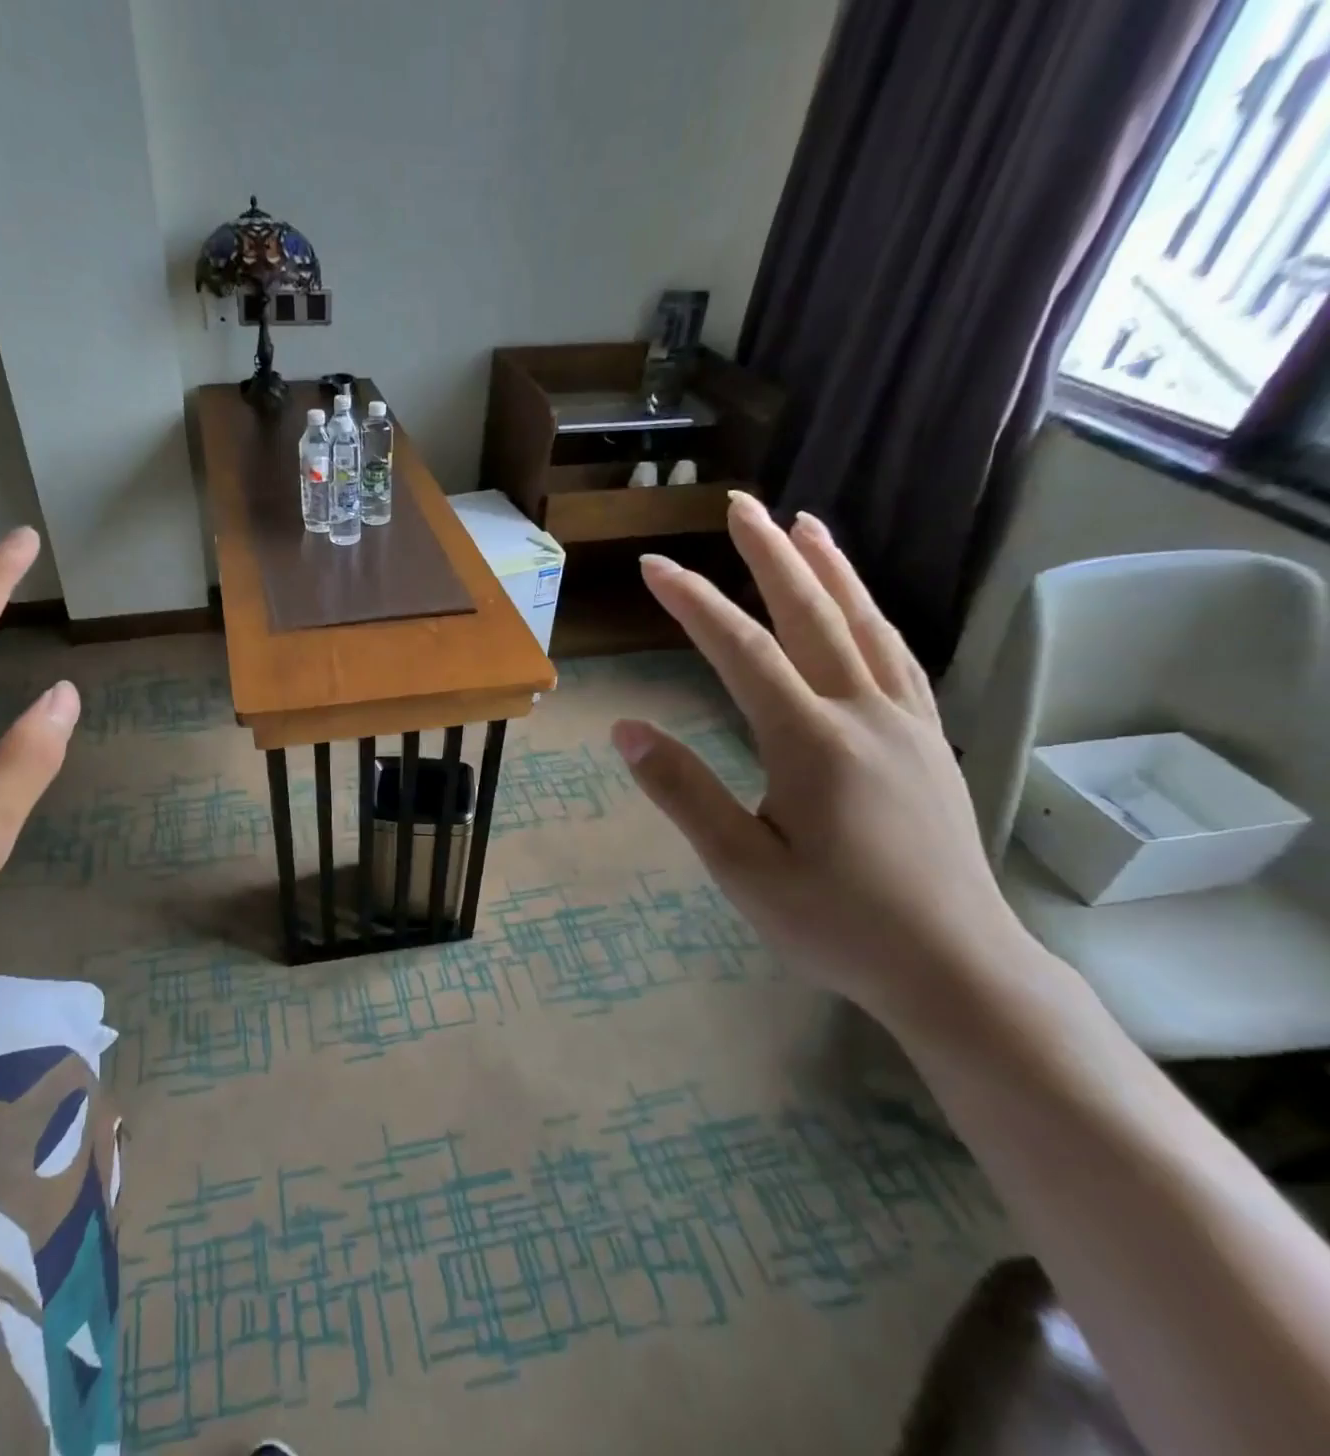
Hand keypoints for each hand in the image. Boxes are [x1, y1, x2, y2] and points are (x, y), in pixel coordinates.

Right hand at [611, 493, 1026, 1027]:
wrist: (955, 967)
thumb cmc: (837, 922)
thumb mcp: (741, 867)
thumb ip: (684, 792)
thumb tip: (627, 730)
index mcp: (812, 743)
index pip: (742, 652)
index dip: (694, 604)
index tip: (653, 567)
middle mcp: (864, 715)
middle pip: (813, 615)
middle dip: (770, 556)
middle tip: (740, 505)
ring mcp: (905, 723)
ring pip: (865, 625)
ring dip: (830, 569)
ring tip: (805, 524)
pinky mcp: (927, 741)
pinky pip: (897, 657)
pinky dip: (871, 615)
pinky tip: (858, 606)